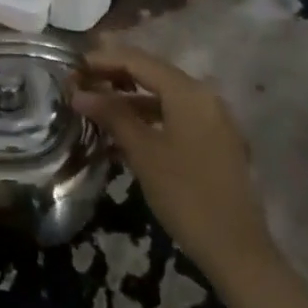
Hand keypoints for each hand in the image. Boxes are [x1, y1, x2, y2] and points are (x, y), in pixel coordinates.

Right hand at [73, 40, 307, 307]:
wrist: (236, 248)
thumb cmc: (185, 194)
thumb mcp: (143, 152)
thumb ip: (111, 115)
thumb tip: (78, 93)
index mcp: (189, 92)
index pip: (138, 61)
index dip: (103, 59)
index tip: (72, 66)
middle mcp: (204, 96)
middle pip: (152, 75)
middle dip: (114, 77)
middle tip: (79, 84)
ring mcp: (213, 119)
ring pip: (163, 98)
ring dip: (128, 101)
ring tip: (94, 110)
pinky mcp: (214, 141)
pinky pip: (175, 118)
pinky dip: (148, 120)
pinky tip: (121, 135)